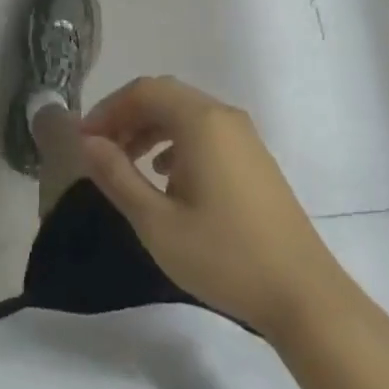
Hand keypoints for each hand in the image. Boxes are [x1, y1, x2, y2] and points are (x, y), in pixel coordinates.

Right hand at [79, 76, 368, 343]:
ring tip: (126, 163)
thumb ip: (117, 176)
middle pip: (164, 96)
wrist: (305, 296)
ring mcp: (244, 136)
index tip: (83, 140)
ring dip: (150, 128)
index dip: (107, 109)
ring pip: (185, 113)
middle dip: (127, 116)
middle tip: (99, 148)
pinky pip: (205, 131)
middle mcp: (223, 116)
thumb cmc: (225, 257)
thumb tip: (87, 142)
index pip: (143, 91)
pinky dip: (175, 141)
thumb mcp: (157, 223)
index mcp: (201, 121)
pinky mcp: (254, 158)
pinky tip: (165, 176)